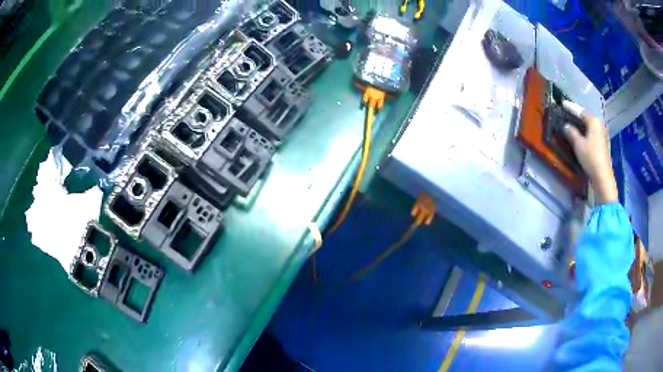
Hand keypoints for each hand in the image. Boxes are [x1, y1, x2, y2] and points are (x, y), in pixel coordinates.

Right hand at [563, 114, 618, 203]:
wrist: (602, 176)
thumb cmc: (590, 157)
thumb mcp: (578, 144)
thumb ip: (571, 132)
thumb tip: (566, 125)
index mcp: (593, 121)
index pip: (580, 111)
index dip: (571, 108)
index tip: (563, 104)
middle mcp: (599, 125)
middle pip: (585, 118)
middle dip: (576, 117)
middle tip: (566, 115)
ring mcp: (601, 134)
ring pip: (588, 126)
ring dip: (580, 126)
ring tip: (571, 125)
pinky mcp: (602, 144)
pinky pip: (591, 133)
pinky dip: (585, 133)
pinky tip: (580, 136)